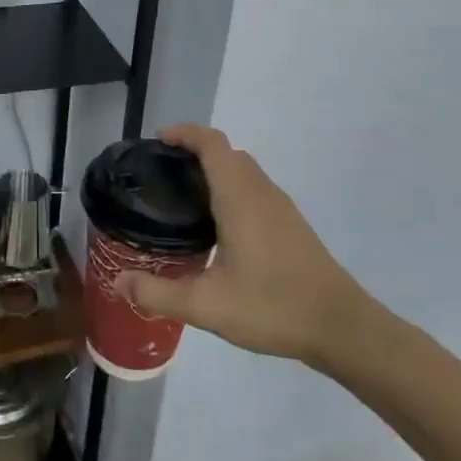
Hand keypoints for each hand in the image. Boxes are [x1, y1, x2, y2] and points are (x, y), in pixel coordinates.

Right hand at [114, 124, 379, 370]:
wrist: (342, 327)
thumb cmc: (274, 306)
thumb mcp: (208, 306)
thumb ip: (159, 293)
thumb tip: (118, 282)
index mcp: (239, 197)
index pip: (212, 144)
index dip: (185, 133)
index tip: (158, 141)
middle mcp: (261, 192)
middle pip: (226, 153)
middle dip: (194, 151)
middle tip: (163, 174)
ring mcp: (281, 207)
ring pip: (244, 170)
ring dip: (215, 170)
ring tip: (185, 198)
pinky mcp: (291, 224)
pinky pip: (255, 189)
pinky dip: (231, 188)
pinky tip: (219, 226)